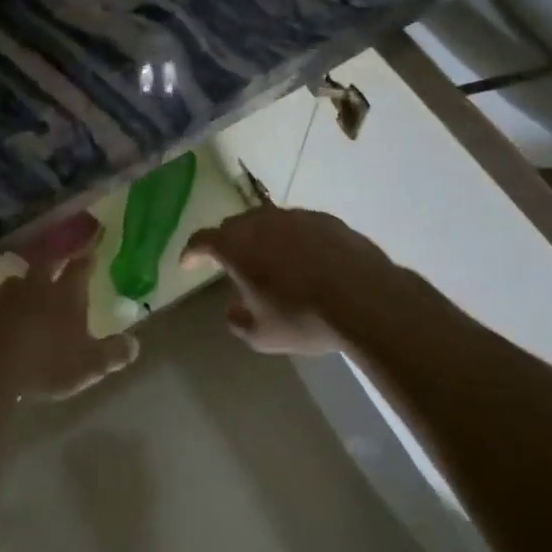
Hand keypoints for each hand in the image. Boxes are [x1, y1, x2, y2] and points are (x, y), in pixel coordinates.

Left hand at [0, 247, 137, 400]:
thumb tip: (135, 344)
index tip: (91, 252)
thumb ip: (112, 353)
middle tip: (55, 265)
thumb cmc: (49, 360)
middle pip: (44, 267)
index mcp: (66, 294)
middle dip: (51, 265)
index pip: (80, 269)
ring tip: (24, 289)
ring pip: (15, 283)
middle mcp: (36, 288)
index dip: (86, 260)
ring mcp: (5, 299)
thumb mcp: (90, 363)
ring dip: (22, 285)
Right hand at [182, 207, 409, 355]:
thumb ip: (239, 321)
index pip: (202, 240)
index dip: (191, 252)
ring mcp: (295, 216)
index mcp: (236, 246)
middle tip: (229, 263)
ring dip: (261, 238)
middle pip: (234, 226)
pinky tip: (306, 261)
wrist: (364, 298)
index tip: (186, 263)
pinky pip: (299, 226)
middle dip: (226, 242)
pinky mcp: (326, 219)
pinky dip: (293, 240)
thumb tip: (234, 310)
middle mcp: (261, 222)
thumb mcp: (262, 335)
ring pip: (268, 221)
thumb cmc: (303, 317)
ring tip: (270, 261)